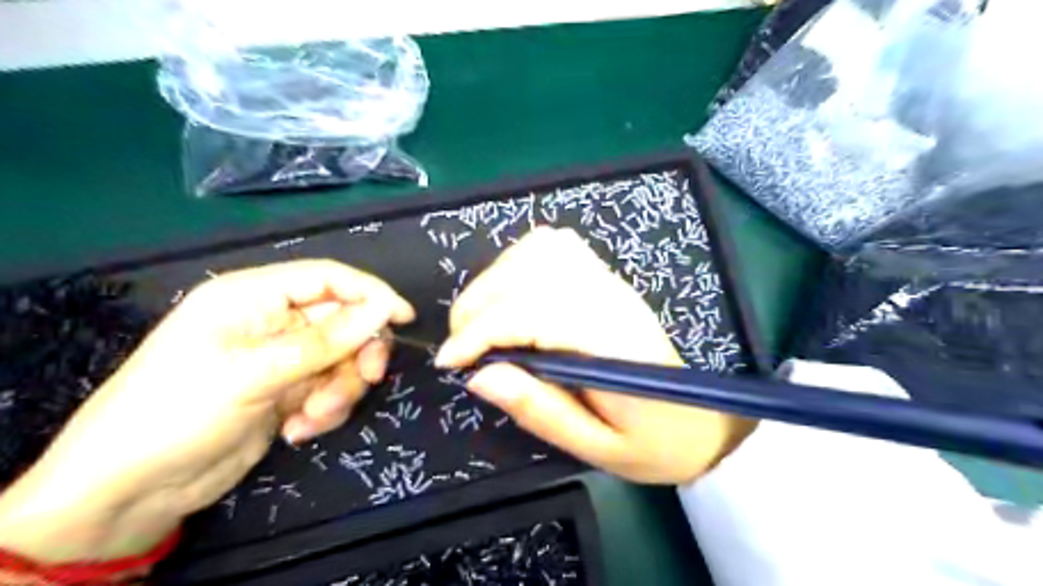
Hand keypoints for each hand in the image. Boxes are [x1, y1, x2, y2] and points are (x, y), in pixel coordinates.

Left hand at [0, 261, 415, 562]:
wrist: (130, 490)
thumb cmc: (178, 411)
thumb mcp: (256, 372)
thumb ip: (327, 340)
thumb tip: (385, 308)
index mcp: (254, 297)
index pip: (328, 278)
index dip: (370, 293)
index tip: (405, 317)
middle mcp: (272, 321)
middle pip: (343, 322)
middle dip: (356, 354)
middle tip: (366, 379)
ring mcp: (283, 358)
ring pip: (342, 360)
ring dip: (339, 390)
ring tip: (312, 418)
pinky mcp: (288, 390)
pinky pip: (329, 388)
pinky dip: (324, 409)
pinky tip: (298, 430)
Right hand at [436, 230, 753, 484]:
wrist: (700, 418)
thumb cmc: (652, 442)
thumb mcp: (597, 447)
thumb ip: (540, 410)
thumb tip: (479, 376)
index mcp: (610, 341)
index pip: (531, 312)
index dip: (480, 331)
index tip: (450, 362)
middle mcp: (609, 297)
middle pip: (528, 273)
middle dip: (477, 305)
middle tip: (460, 347)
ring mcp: (609, 281)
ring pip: (538, 250)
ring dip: (494, 279)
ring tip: (480, 321)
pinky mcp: (605, 277)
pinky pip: (555, 246)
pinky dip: (520, 260)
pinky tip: (510, 292)